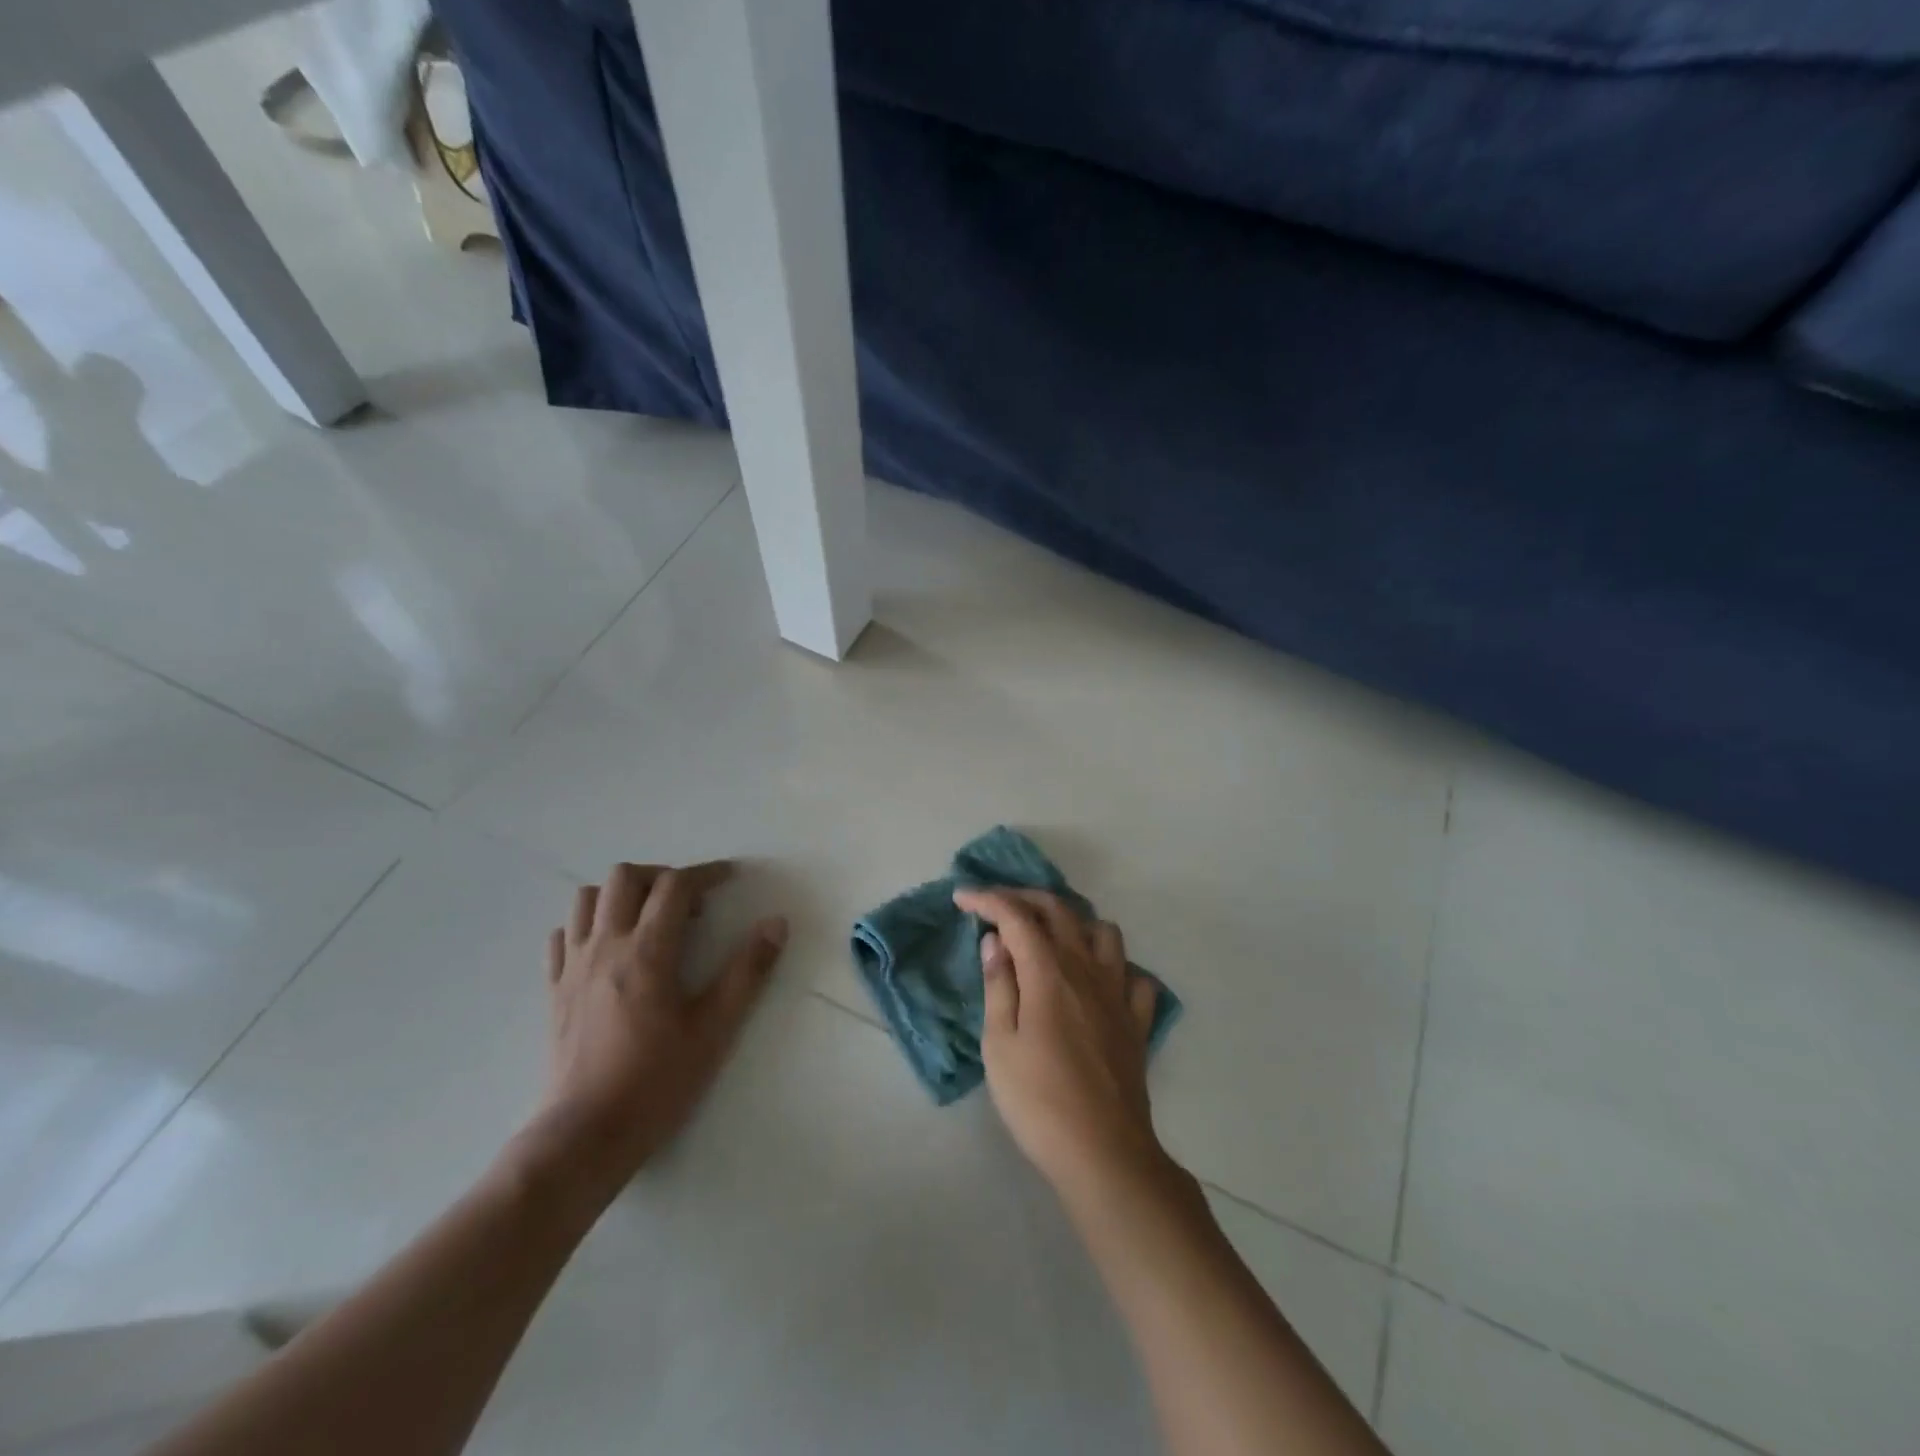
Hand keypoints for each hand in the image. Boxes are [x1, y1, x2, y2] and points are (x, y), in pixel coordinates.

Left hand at [526, 861, 787, 1200]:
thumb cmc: (657, 1082)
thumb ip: (747, 971)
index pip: (675, 886)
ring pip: (588, 899)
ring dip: (622, 895)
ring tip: (649, 919)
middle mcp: (605, 947)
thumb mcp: (715, 1029)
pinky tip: (609, 947)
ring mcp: (573, 967)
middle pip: (625, 877)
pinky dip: (588, 925)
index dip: (706, 874)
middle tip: (689, 903)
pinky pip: (564, 935)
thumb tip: (776, 924)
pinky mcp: (554, 990)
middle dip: (661, 876)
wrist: (584, 1136)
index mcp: (647, 952)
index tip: (730, 878)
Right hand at [953, 888, 1166, 1201]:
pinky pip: (1134, 975)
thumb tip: (996, 941)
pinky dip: (1114, 966)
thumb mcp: (999, 1045)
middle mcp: (1087, 970)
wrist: (1103, 1152)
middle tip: (997, 906)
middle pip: (1060, 910)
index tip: (962, 897)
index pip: (1017, 916)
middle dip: (1025, 897)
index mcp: (1049, 972)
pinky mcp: (1137, 1020)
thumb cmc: (1039, 1101)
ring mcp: (1118, 992)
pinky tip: (1097, 981)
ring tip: (1049, 937)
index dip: (987, 899)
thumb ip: (999, 986)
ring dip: (1074, 922)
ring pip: (1104, 932)